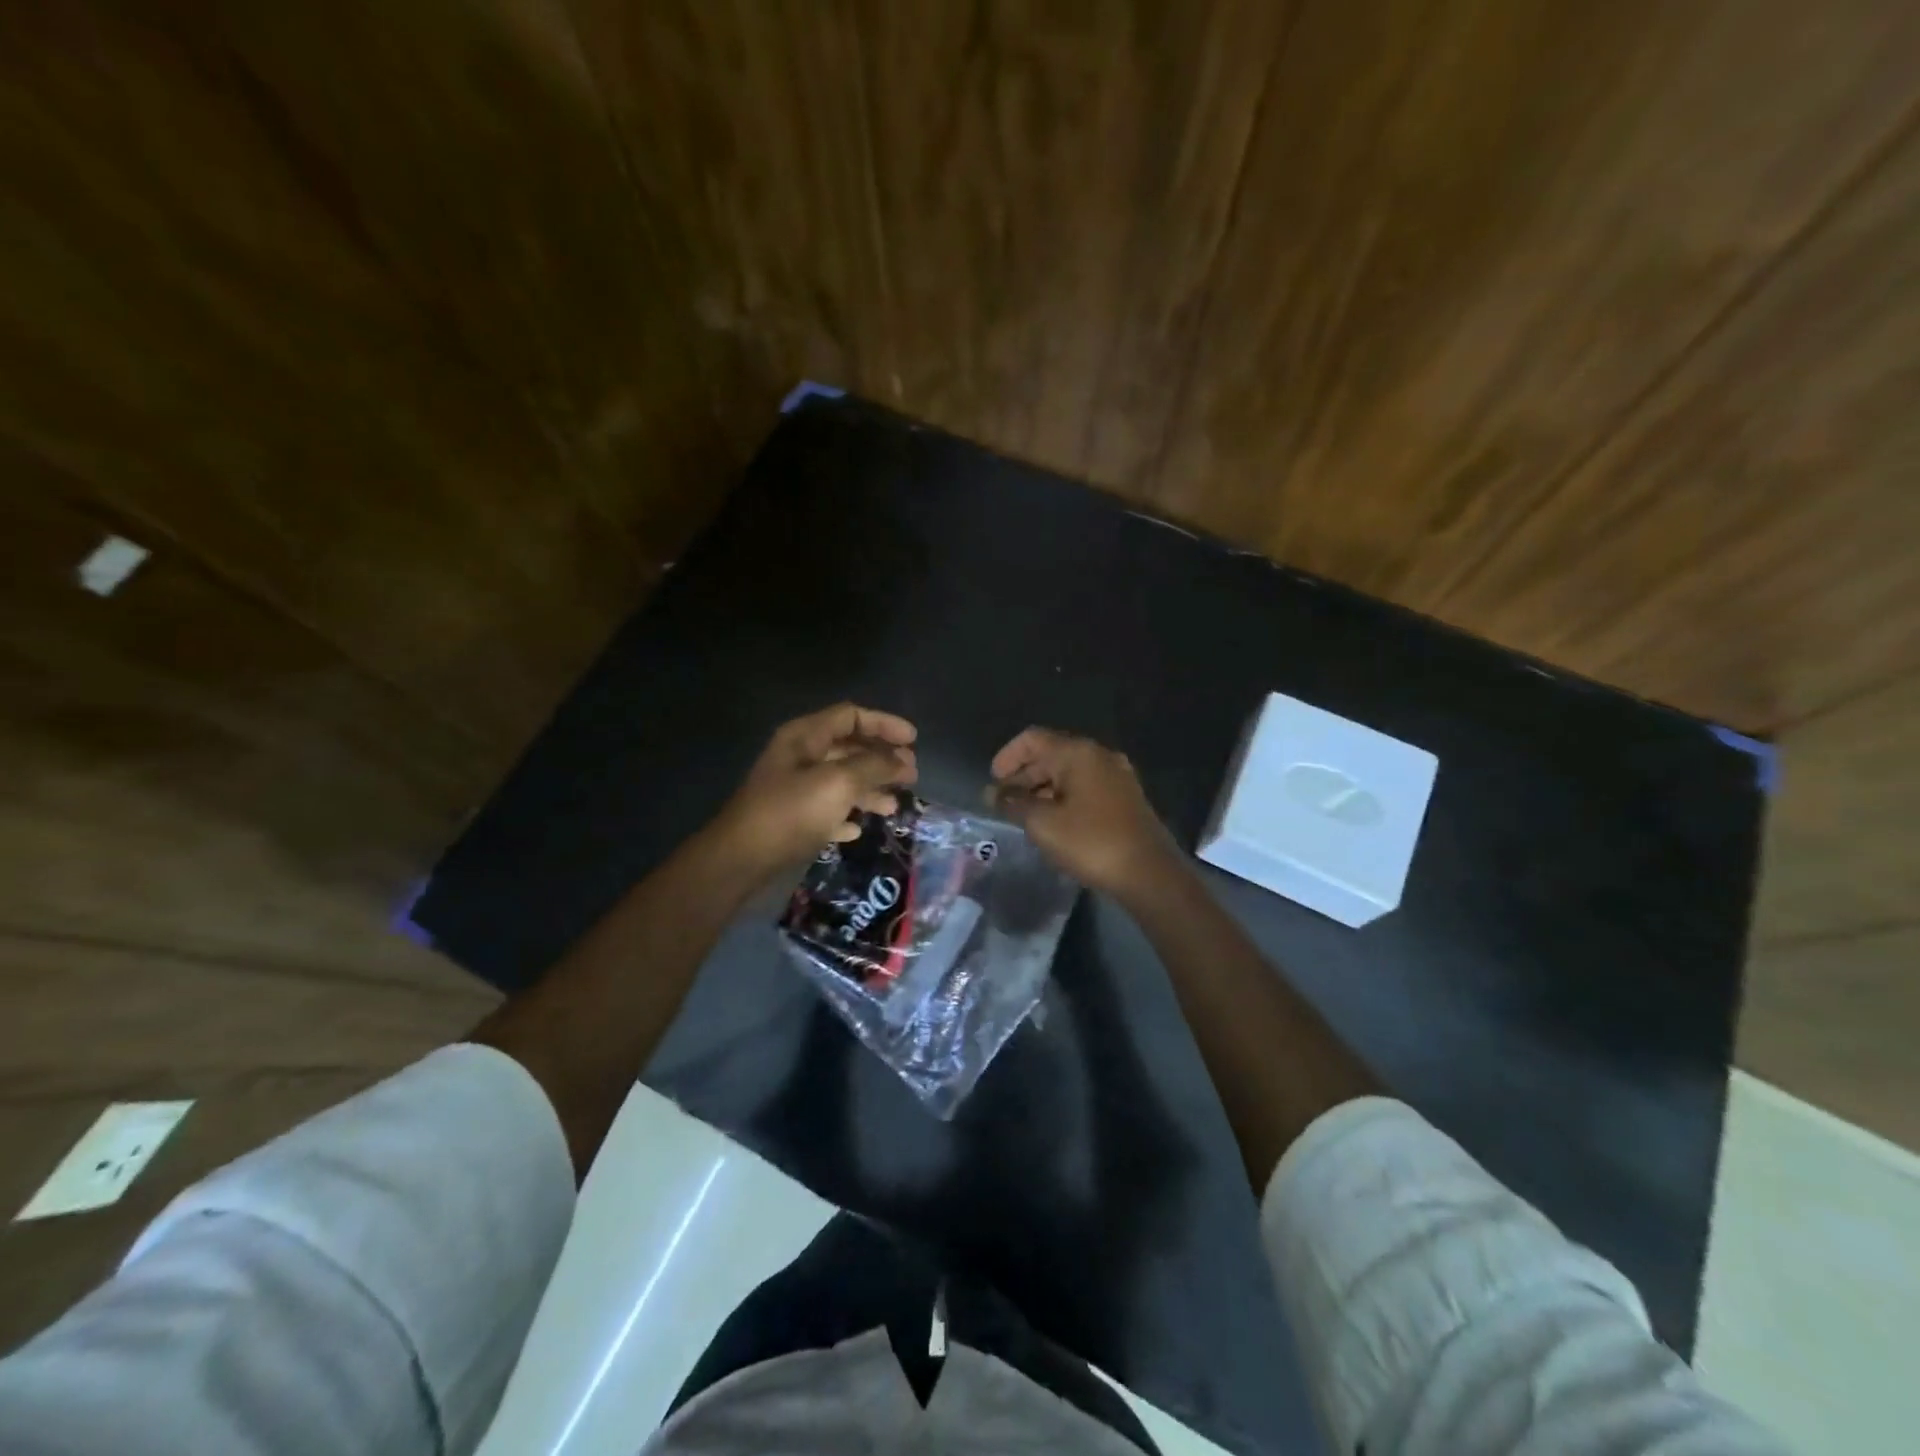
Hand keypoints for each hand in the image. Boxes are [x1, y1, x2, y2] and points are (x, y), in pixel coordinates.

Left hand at [710, 703, 918, 876]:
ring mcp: (793, 789)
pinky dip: (846, 814)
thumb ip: (874, 766)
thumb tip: (902, 760)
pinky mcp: (791, 819)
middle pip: (848, 748)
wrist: (741, 859)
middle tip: (910, 774)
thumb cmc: (791, 813)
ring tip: (893, 806)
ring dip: (869, 789)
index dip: (884, 724)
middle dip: (881, 759)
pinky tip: (858, 829)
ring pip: (841, 780)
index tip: (914, 741)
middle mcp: (799, 757)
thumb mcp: (839, 783)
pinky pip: (827, 809)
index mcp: (805, 737)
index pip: (851, 716)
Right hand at [989, 728, 1179, 896]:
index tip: (992, 782)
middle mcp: (1099, 756)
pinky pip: (1085, 787)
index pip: (1032, 739)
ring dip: (1042, 789)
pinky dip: (1063, 798)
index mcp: (1078, 753)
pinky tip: (1053, 822)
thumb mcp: (1043, 824)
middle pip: (1051, 754)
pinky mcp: (1125, 798)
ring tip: (1023, 816)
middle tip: (1003, 803)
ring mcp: (1116, 776)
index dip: (1007, 756)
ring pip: (1069, 773)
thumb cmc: (1091, 842)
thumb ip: (1013, 804)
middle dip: (1023, 776)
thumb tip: (993, 793)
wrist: (1149, 873)